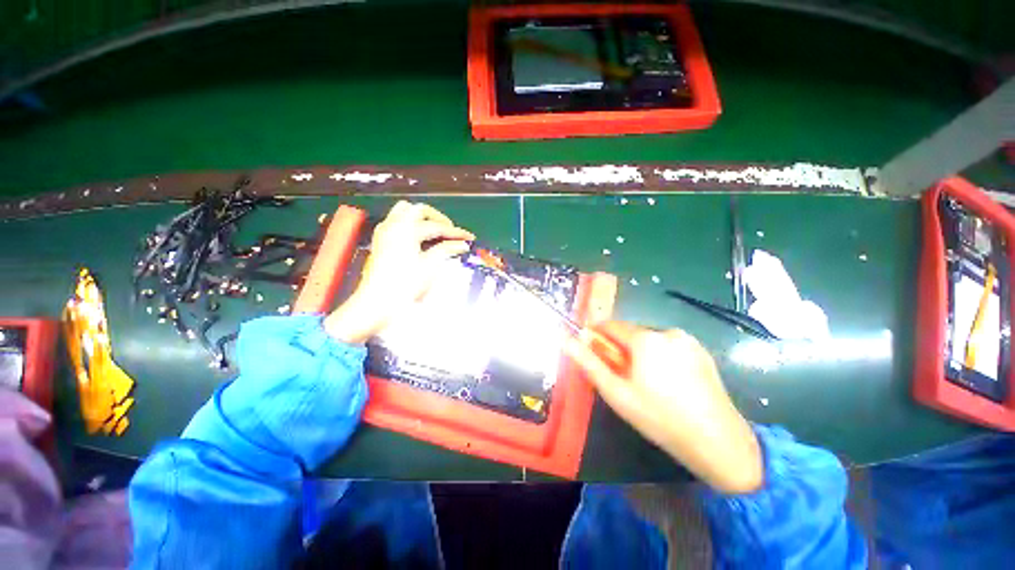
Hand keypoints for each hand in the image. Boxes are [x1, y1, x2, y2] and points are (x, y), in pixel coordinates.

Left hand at [324, 201, 474, 343]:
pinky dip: (412, 226)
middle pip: (419, 210)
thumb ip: (447, 250)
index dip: (455, 232)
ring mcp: (385, 233)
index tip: (468, 237)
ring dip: (423, 220)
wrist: (378, 301)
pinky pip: (397, 223)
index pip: (437, 226)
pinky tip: (421, 239)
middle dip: (438, 219)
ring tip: (437, 234)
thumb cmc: (403, 284)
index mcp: (405, 230)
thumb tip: (462, 244)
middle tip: (451, 232)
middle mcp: (393, 226)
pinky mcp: (381, 242)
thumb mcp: (429, 266)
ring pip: (405, 213)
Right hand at [565, 322, 762, 493]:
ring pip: (649, 339)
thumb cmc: (659, 418)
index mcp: (645, 339)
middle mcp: (666, 331)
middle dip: (620, 348)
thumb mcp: (616, 392)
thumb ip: (588, 362)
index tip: (595, 354)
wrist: (718, 442)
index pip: (610, 325)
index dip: (598, 337)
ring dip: (640, 352)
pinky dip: (660, 356)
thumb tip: (565, 339)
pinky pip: (669, 346)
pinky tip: (668, 382)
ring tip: (647, 383)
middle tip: (622, 377)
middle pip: (630, 332)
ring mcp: (687, 340)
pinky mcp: (701, 351)